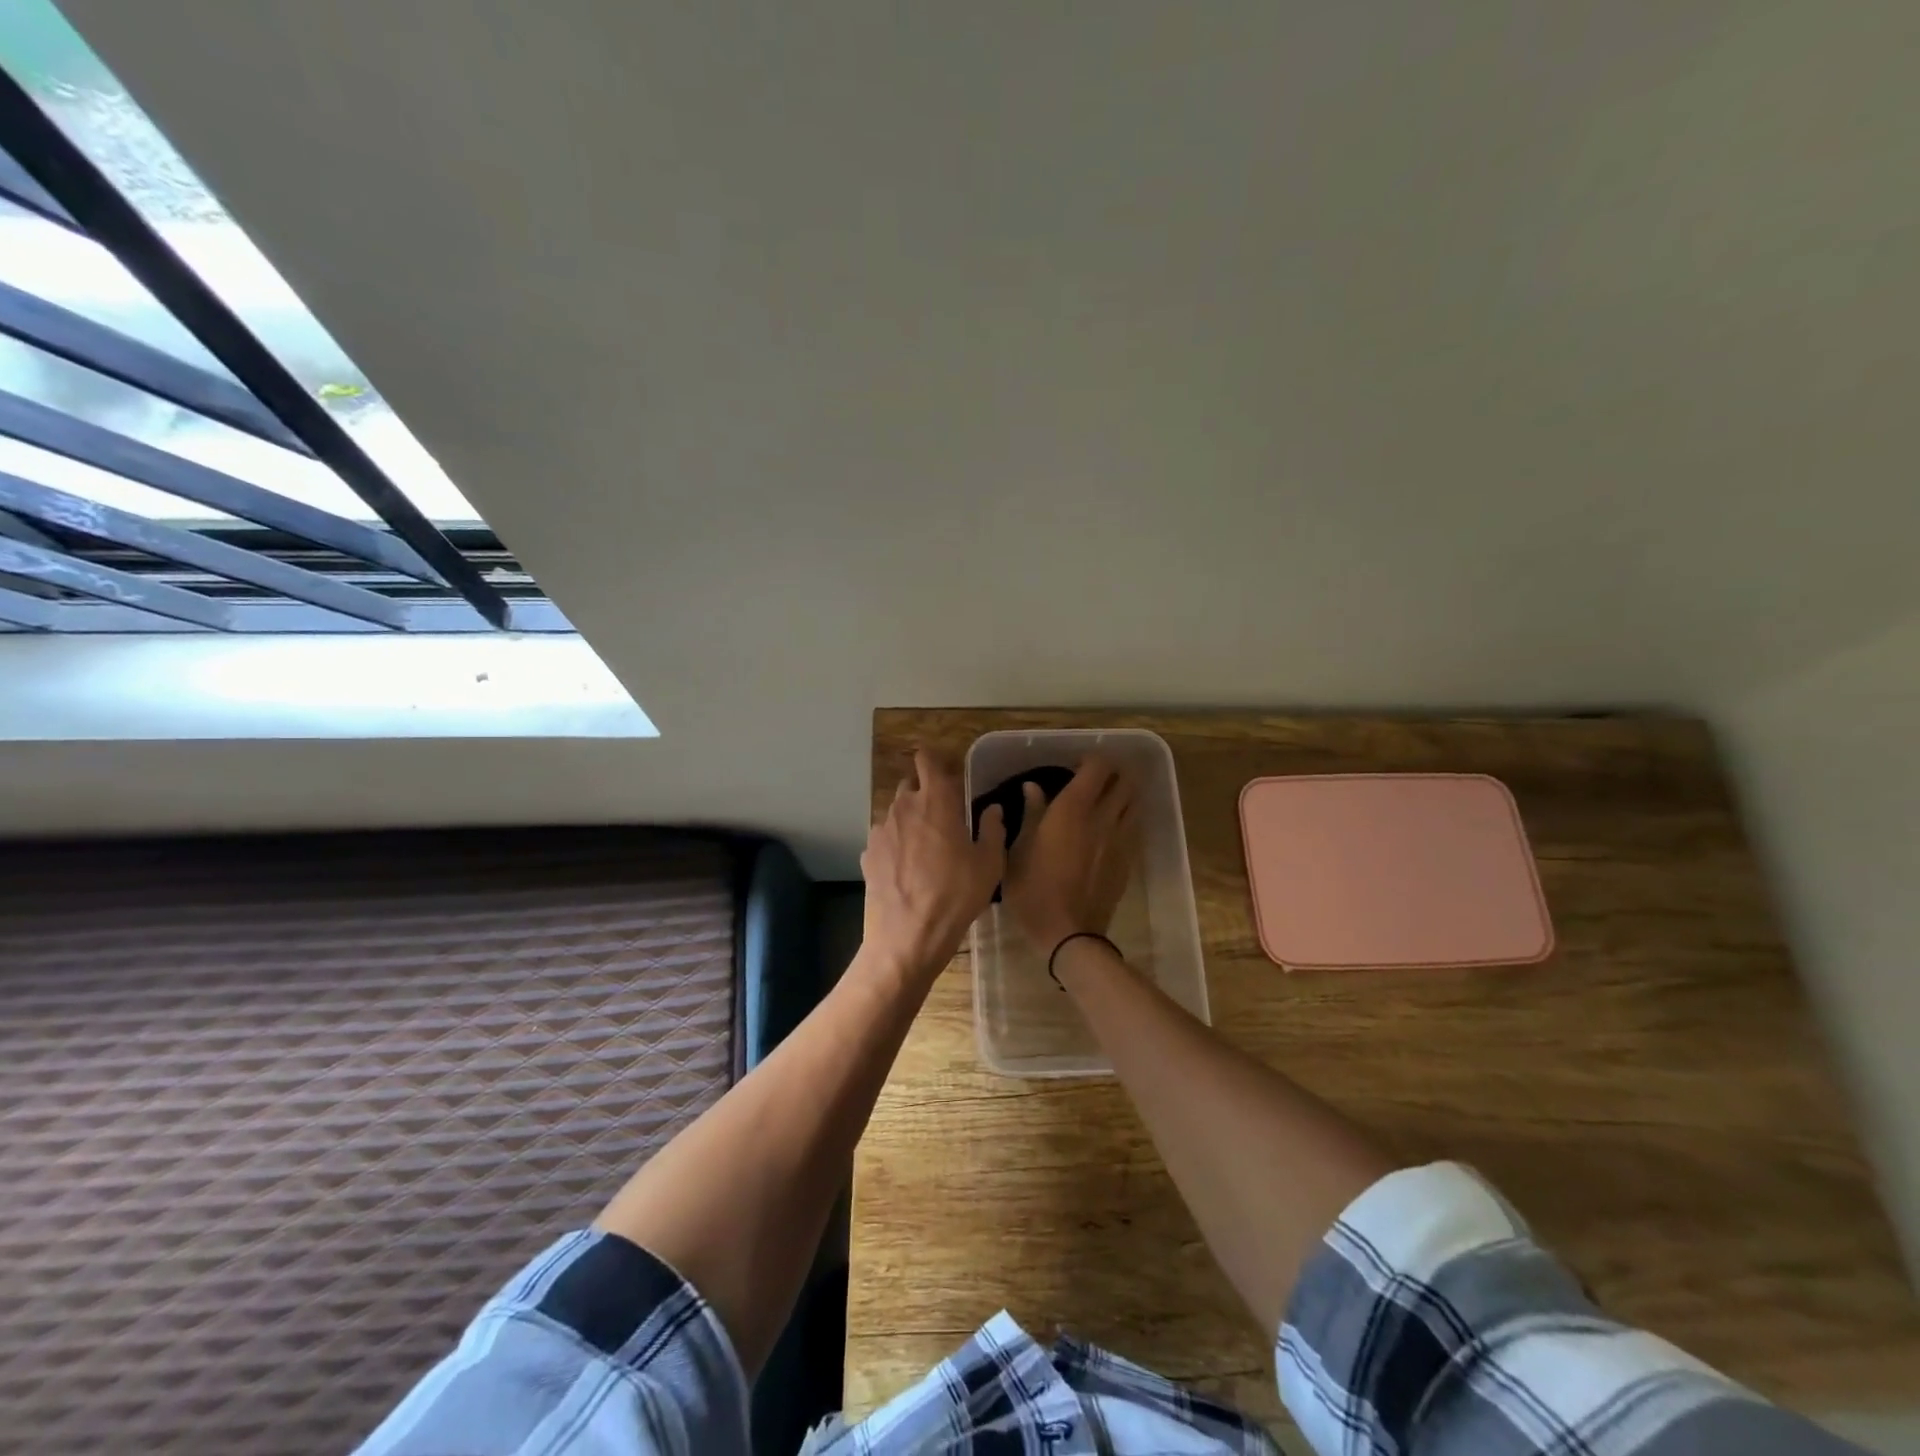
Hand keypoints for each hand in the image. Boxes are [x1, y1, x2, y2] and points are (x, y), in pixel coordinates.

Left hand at [861, 749, 1007, 978]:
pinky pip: (884, 838)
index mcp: (936, 800)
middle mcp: (903, 806)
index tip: (947, 770)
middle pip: (910, 784)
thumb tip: (993, 809)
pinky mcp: (868, 854)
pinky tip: (907, 868)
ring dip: (910, 820)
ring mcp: (881, 830)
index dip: (935, 759)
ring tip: (926, 847)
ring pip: (896, 812)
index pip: (927, 759)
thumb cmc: (956, 895)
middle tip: (944, 815)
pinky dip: (896, 843)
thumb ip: (993, 829)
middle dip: (925, 792)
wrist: (908, 936)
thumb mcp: (989, 863)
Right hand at [1002, 755, 1137, 951]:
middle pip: (1125, 780)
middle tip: (1095, 781)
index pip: (1098, 767)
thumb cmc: (1033, 889)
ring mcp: (1120, 839)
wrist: (1068, 933)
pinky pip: (1133, 828)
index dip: (1090, 760)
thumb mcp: (1018, 850)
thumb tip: (1032, 788)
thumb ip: (1030, 814)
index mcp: (1073, 808)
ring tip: (1105, 803)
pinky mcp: (1128, 860)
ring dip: (1123, 795)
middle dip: (1114, 774)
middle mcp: (1103, 817)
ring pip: (1134, 802)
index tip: (1074, 767)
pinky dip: (1125, 820)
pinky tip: (1108, 832)